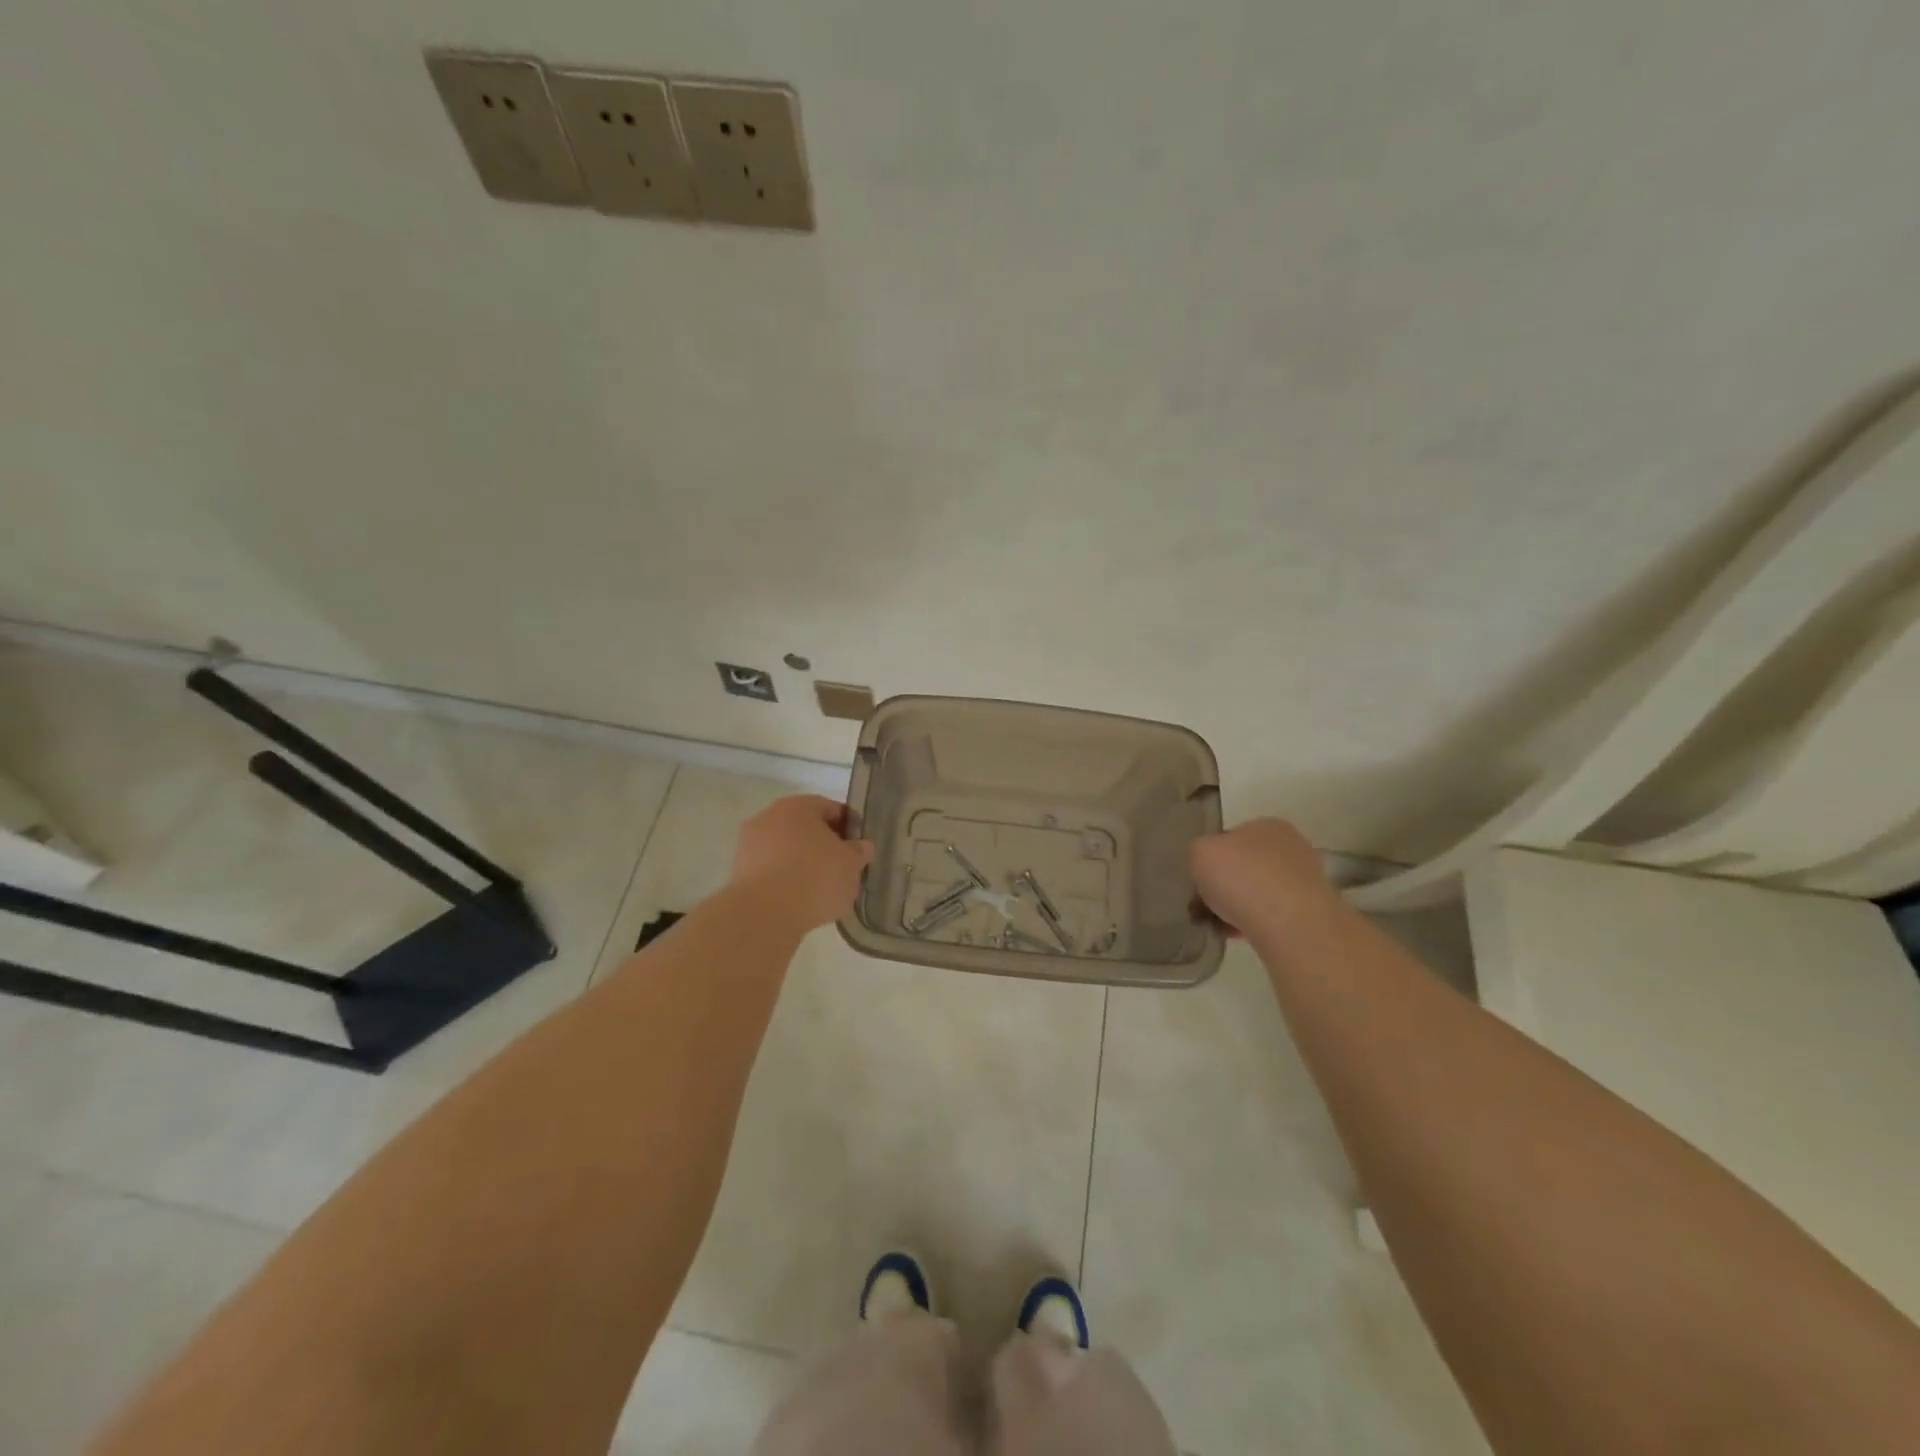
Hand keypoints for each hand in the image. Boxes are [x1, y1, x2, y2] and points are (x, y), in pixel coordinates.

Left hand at [730, 795, 874, 931]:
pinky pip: (771, 871)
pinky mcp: (738, 873)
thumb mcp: (851, 865)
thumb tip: (861, 847)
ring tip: (821, 889)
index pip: (831, 809)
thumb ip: (859, 852)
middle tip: (842, 868)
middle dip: (824, 845)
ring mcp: (749, 845)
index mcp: (798, 806)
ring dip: (802, 863)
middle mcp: (769, 816)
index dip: (849, 827)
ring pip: (786, 849)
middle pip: (805, 828)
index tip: (859, 848)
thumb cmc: (815, 878)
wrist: (764, 914)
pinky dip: (785, 880)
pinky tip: (799, 899)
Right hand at [1190, 818, 1340, 940]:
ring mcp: (1304, 881)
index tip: (1198, 880)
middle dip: (1224, 885)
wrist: (1290, 926)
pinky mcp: (1310, 913)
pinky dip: (1252, 924)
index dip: (1210, 858)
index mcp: (1267, 825)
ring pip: (1257, 892)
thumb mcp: (1199, 852)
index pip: (1230, 838)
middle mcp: (1290, 848)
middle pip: (1244, 866)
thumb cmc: (1242, 878)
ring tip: (1217, 925)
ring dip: (1236, 907)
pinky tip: (1236, 936)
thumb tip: (1207, 865)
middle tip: (1203, 905)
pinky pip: (1270, 916)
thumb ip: (1198, 852)